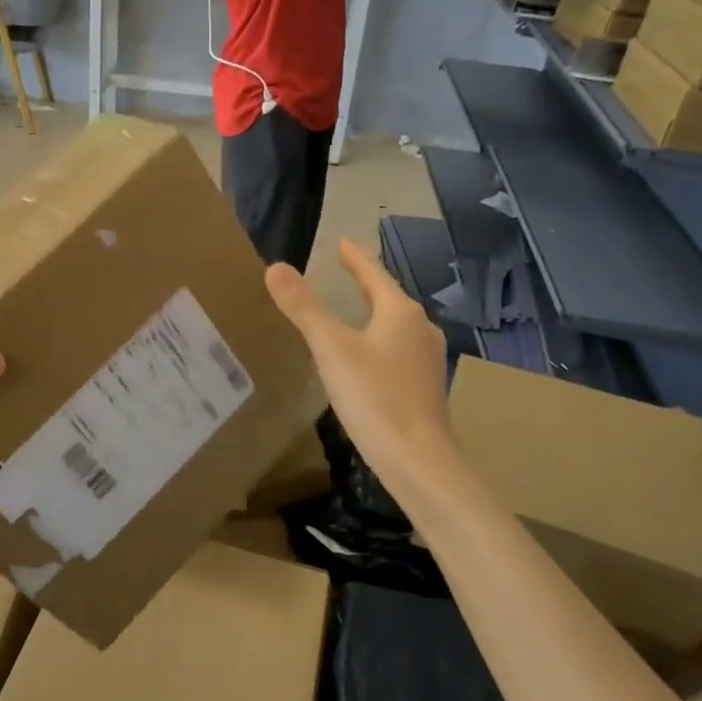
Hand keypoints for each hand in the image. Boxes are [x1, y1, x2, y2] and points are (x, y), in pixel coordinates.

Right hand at [265, 239, 451, 483]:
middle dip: (366, 282)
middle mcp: (419, 328)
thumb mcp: (330, 348)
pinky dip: (379, 339)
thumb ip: (303, 307)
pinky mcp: (424, 385)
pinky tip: (368, 354)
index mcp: (400, 312)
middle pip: (388, 296)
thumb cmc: (374, 397)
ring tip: (354, 307)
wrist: (418, 460)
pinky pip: (398, 348)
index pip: (373, 273)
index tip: (342, 241)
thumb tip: (275, 267)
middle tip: (345, 269)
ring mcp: (426, 359)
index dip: (355, 257)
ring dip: (374, 311)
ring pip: (396, 324)